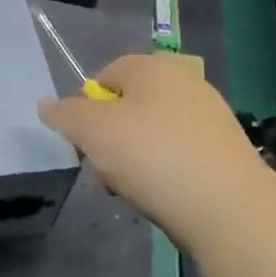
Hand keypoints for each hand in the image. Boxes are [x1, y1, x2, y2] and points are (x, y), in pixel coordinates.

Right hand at [38, 53, 263, 247]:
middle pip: (128, 106)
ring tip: (133, 189)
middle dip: (109, 137)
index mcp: (153, 67)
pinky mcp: (226, 152)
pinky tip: (162, 197)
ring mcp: (211, 117)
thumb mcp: (92, 132)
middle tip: (104, 168)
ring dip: (134, 159)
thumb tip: (46, 104)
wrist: (229, 209)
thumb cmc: (152, 156)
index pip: (105, 75)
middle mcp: (185, 82)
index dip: (85, 107)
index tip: (83, 142)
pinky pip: (179, 155)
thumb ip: (64, 114)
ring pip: (152, 133)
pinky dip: (164, 172)